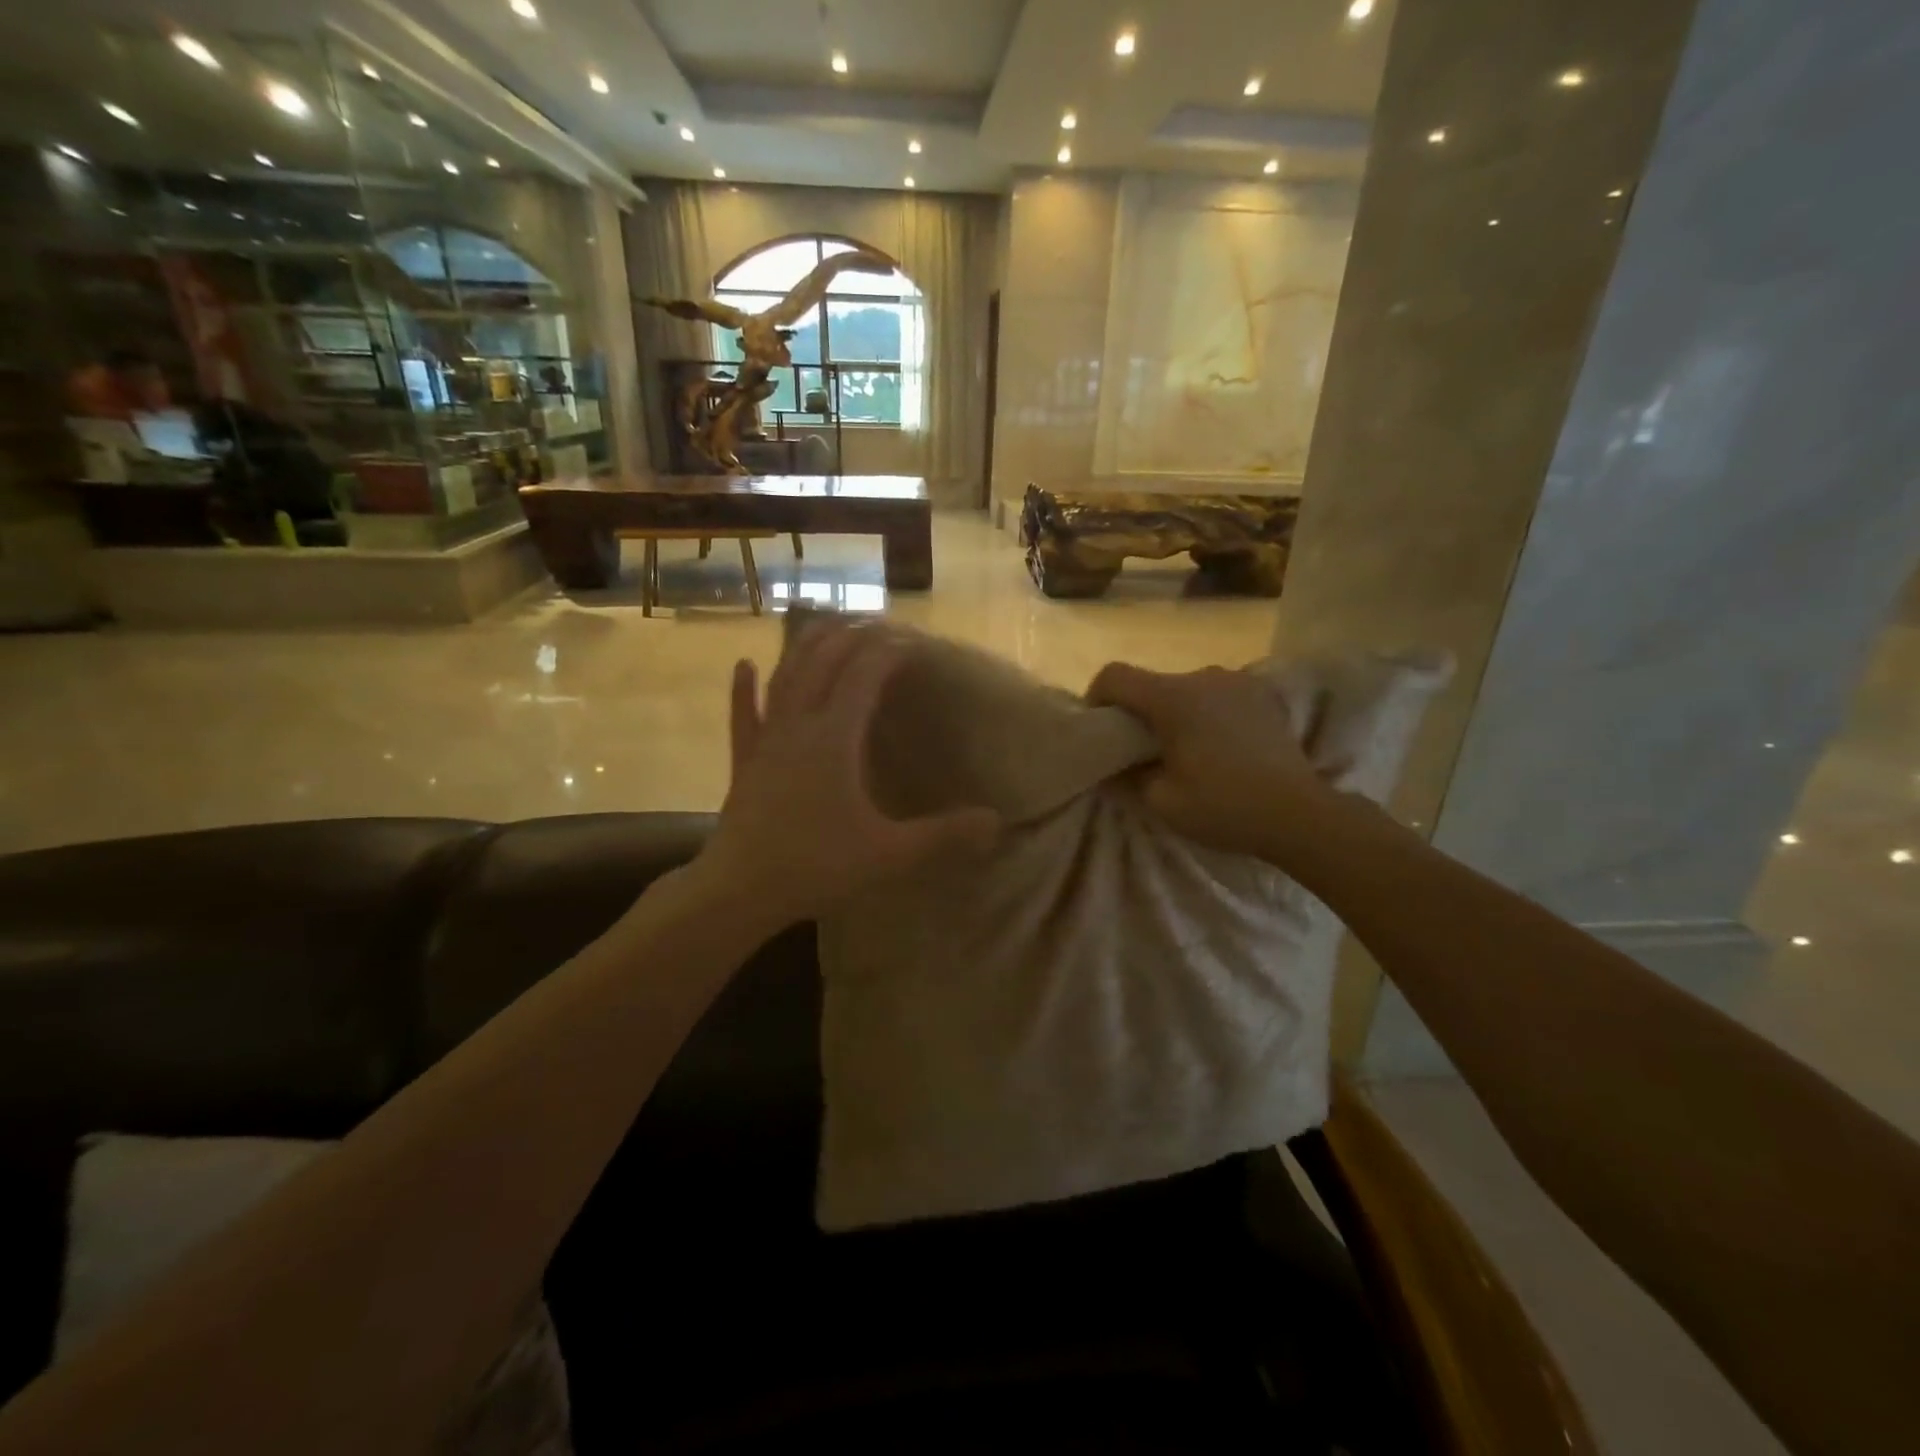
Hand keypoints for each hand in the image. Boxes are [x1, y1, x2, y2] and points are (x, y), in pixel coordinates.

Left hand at [698, 624, 999, 929]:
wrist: (740, 891)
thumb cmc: (816, 867)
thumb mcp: (890, 854)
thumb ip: (943, 835)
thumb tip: (996, 821)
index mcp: (835, 738)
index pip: (865, 675)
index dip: (889, 652)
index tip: (914, 643)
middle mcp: (799, 725)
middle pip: (824, 662)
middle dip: (852, 637)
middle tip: (878, 625)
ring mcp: (766, 741)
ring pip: (785, 678)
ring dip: (806, 647)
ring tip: (825, 625)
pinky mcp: (744, 762)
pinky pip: (743, 715)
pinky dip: (743, 689)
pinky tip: (743, 666)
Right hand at [1086, 662, 1342, 862]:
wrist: (1299, 814)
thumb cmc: (1223, 806)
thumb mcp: (1160, 801)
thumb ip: (1126, 778)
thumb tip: (1110, 768)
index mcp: (1171, 697)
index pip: (1114, 676)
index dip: (1096, 697)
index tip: (1102, 728)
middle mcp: (1202, 677)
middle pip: (1152, 682)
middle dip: (1139, 711)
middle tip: (1142, 751)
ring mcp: (1237, 682)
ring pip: (1187, 688)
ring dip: (1176, 711)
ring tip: (1186, 749)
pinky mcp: (1263, 694)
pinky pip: (1219, 694)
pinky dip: (1209, 712)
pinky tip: (1220, 745)